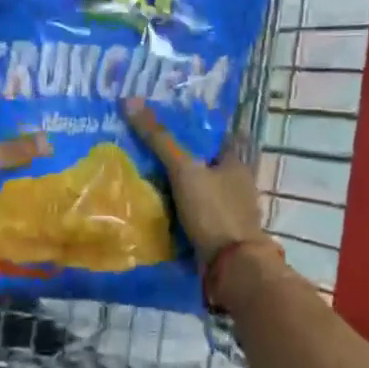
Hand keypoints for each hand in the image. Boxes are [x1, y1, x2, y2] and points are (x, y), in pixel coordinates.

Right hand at [123, 99, 269, 260]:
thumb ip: (160, 139)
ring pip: (202, 189)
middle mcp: (237, 184)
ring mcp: (230, 210)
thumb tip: (131, 100)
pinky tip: (158, 208)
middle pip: (209, 163)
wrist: (231, 266)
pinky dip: (180, 210)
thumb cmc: (213, 211)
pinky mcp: (218, 232)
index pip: (221, 135)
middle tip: (153, 147)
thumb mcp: (184, 170)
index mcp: (237, 163)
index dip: (200, 126)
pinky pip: (196, 214)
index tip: (175, 119)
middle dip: (186, 157)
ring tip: (148, 175)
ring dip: (182, 185)